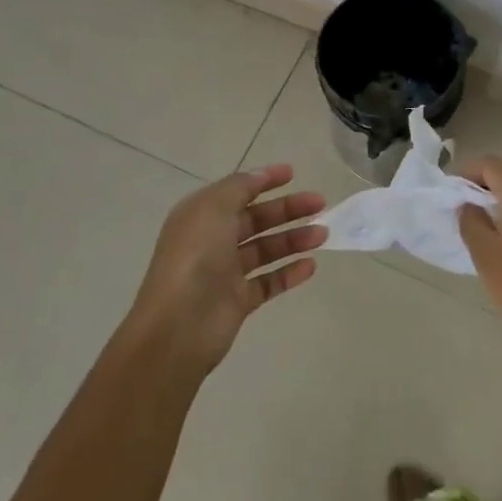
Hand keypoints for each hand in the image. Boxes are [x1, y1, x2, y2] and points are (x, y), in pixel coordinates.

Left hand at [126, 164, 327, 372]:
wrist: (178, 326)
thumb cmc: (195, 257)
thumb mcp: (214, 208)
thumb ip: (240, 187)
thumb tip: (260, 174)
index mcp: (202, 215)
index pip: (237, 191)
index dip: (264, 180)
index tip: (293, 174)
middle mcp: (213, 240)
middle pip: (256, 219)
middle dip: (288, 209)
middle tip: (320, 204)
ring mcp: (225, 272)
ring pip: (266, 249)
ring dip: (294, 239)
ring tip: (323, 235)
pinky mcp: (238, 301)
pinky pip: (268, 282)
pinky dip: (289, 273)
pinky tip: (310, 266)